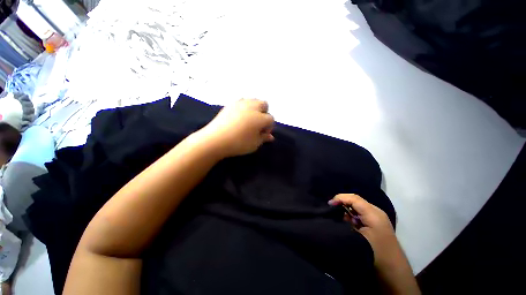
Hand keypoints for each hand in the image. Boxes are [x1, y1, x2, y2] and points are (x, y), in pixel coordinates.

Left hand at [199, 99, 274, 157]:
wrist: (216, 140)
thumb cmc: (238, 143)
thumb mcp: (254, 144)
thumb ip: (264, 138)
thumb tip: (270, 137)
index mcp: (260, 118)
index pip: (270, 119)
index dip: (269, 127)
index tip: (263, 133)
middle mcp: (252, 107)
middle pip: (264, 104)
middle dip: (264, 113)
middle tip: (258, 124)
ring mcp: (240, 104)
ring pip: (253, 100)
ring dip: (255, 108)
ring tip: (250, 119)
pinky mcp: (231, 104)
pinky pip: (242, 101)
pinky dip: (245, 107)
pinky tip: (240, 116)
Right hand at [328, 194, 399, 268]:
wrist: (392, 271)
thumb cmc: (374, 254)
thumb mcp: (357, 237)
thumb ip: (346, 221)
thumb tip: (336, 213)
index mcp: (373, 213)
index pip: (354, 198)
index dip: (340, 198)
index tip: (329, 204)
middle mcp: (376, 212)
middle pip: (355, 200)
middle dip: (342, 203)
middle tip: (332, 210)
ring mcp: (377, 217)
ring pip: (357, 206)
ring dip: (347, 209)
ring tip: (338, 217)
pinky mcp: (376, 223)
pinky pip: (361, 213)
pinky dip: (352, 215)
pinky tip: (348, 223)